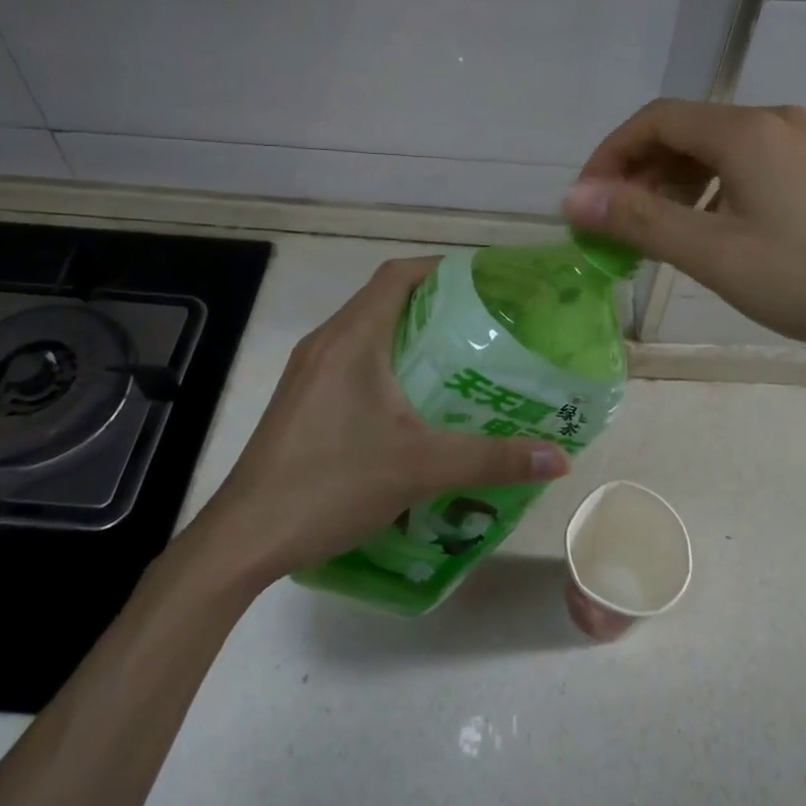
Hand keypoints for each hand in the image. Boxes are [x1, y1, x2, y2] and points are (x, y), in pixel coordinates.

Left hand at [190, 258, 569, 586]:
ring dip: (410, 336)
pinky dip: (387, 364)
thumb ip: (492, 459)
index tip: (485, 283)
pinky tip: (415, 404)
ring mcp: (308, 373)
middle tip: (486, 324)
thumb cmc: (330, 484)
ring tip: (460, 360)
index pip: (398, 276)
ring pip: (367, 332)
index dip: (442, 268)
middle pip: (384, 300)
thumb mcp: (420, 468)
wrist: (244, 538)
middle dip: (435, 304)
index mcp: (351, 338)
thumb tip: (561, 457)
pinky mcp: (302, 401)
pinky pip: (352, 362)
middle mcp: (326, 343)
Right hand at [561, 99, 805, 369]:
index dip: (610, 155)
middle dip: (640, 172)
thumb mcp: (715, 254)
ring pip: (718, 150)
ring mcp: (805, 143)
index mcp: (744, 131)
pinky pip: (749, 165)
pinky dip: (713, 190)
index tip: (587, 202)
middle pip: (685, 131)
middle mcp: (774, 122)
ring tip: (659, 232)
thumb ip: (640, 222)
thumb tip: (572, 199)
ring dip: (675, 183)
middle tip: (618, 224)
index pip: (654, 120)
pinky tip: (714, 230)